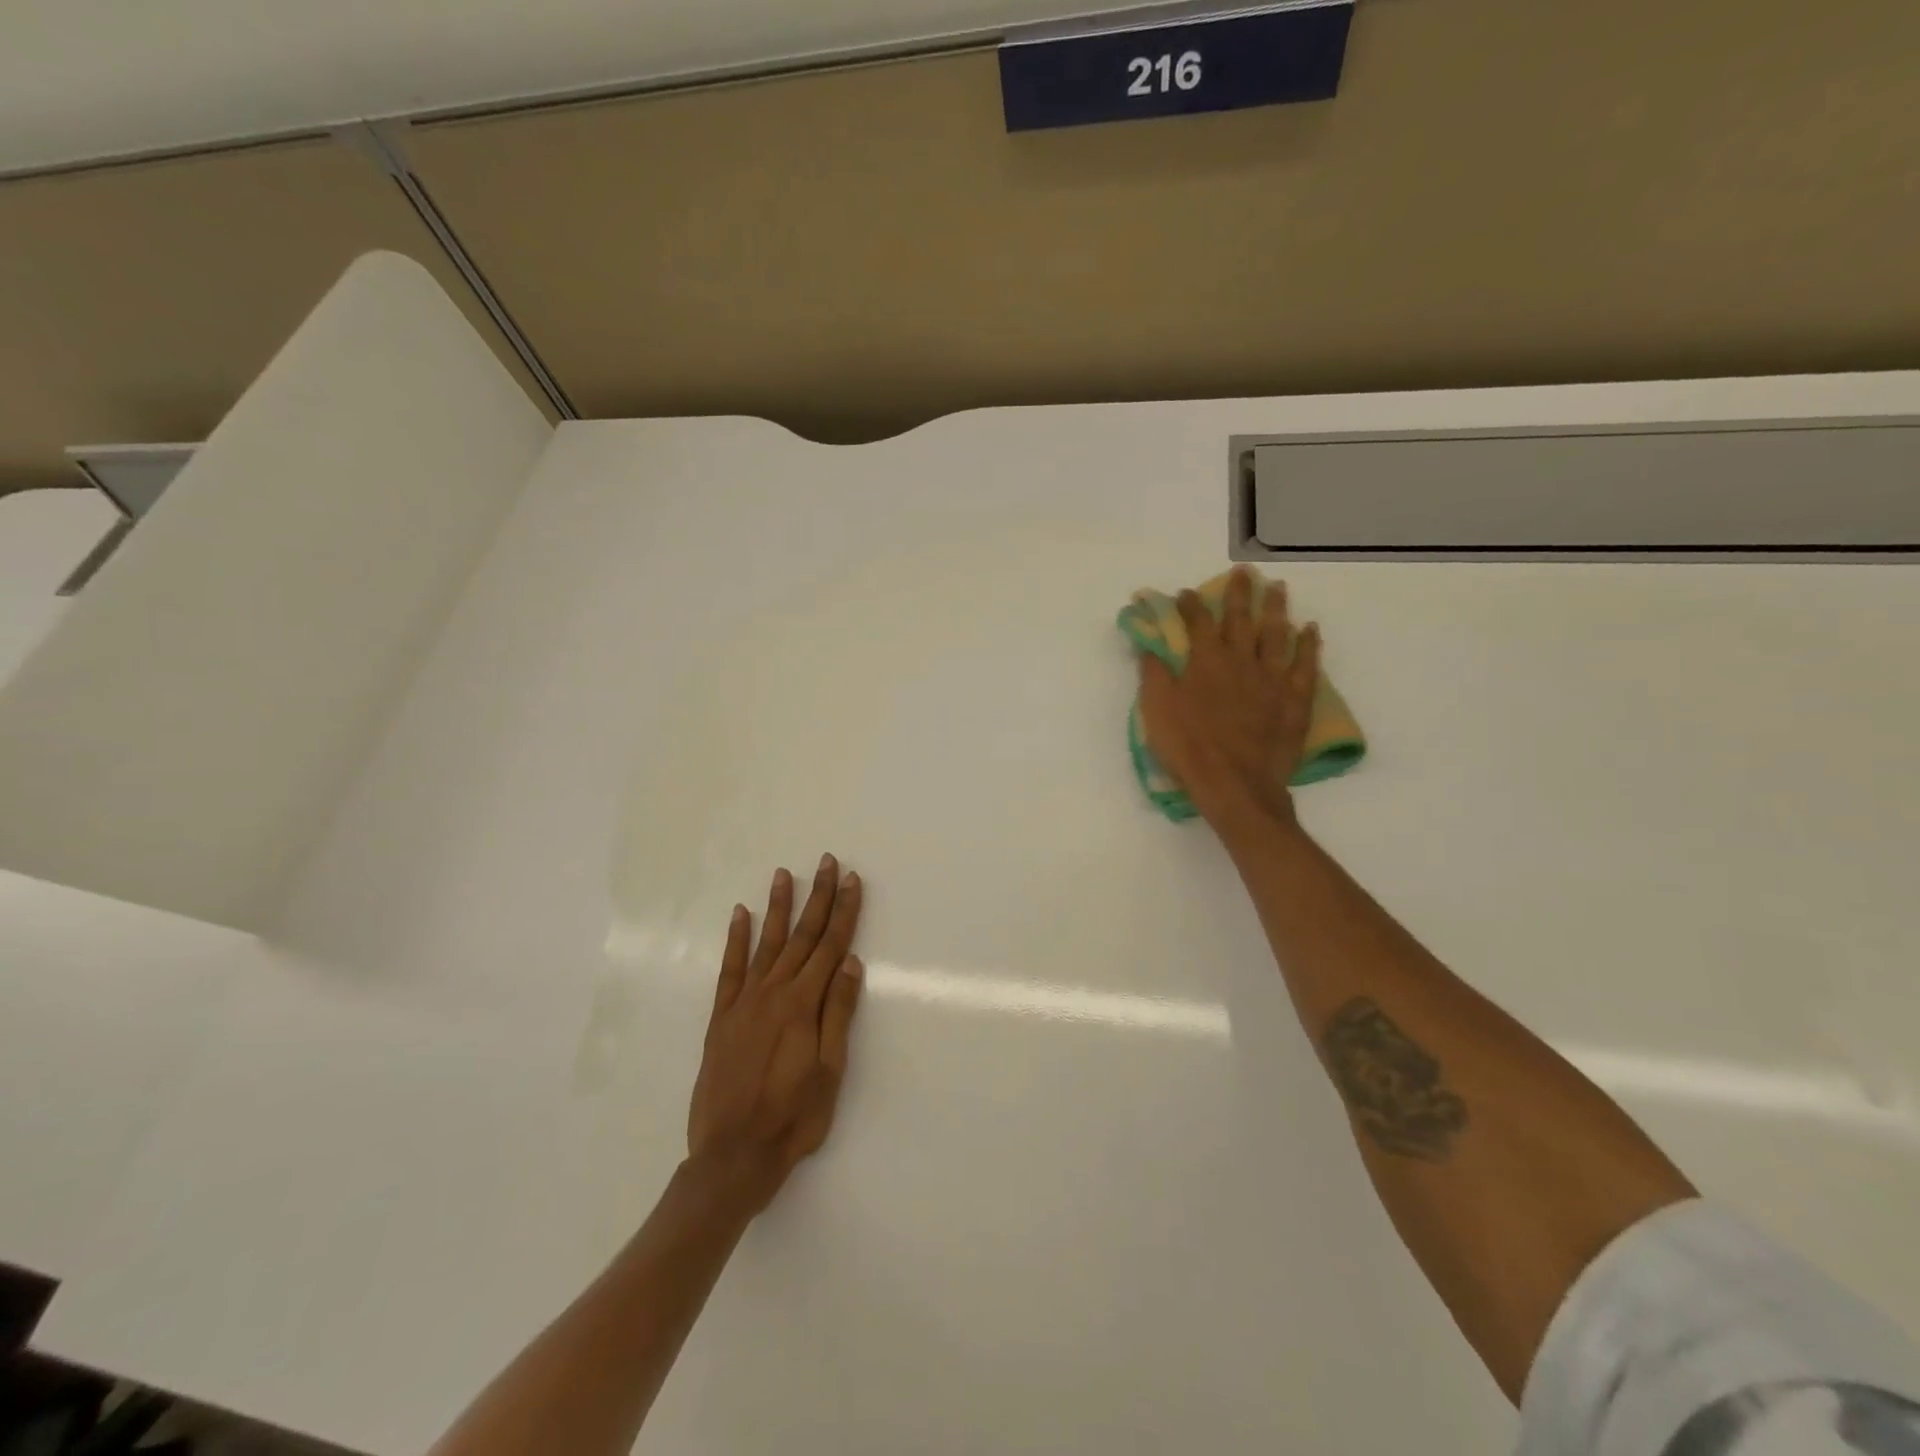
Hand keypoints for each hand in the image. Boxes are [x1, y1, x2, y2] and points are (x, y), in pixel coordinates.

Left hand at [686, 855, 865, 1213]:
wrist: (732, 1155)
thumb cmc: (792, 1118)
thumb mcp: (830, 1071)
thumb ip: (838, 1013)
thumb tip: (851, 963)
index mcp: (803, 1005)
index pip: (831, 946)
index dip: (844, 911)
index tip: (852, 880)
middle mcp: (773, 992)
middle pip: (802, 936)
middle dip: (818, 897)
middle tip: (827, 862)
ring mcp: (744, 1002)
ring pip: (766, 942)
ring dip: (778, 907)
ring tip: (784, 874)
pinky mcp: (721, 1017)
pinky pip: (730, 969)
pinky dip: (736, 939)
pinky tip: (740, 915)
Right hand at [1137, 567, 1321, 825]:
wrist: (1235, 784)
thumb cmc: (1188, 747)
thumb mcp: (1157, 710)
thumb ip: (1154, 674)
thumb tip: (1149, 646)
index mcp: (1205, 661)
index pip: (1197, 622)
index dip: (1190, 605)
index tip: (1186, 592)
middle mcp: (1241, 660)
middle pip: (1241, 619)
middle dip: (1239, 594)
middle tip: (1243, 573)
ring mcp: (1272, 678)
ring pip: (1277, 633)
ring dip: (1276, 608)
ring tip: (1277, 588)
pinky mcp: (1295, 699)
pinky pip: (1305, 665)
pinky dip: (1308, 645)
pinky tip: (1309, 630)